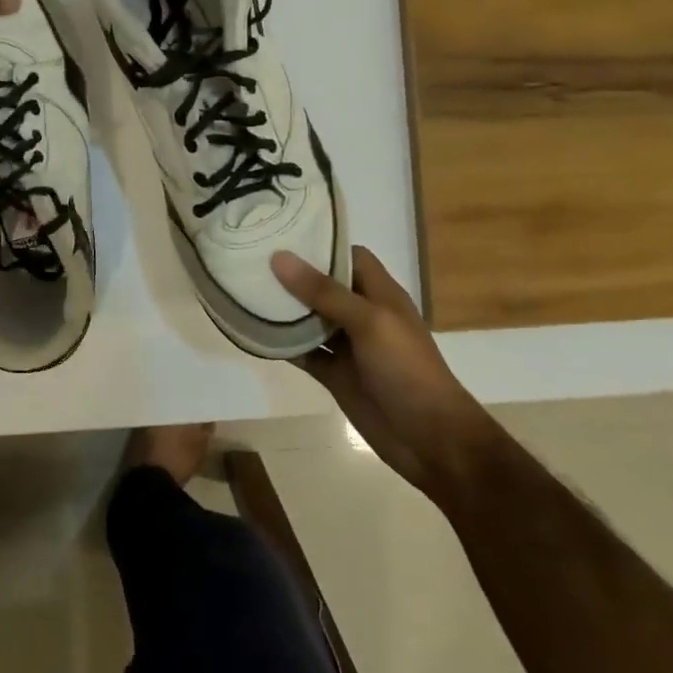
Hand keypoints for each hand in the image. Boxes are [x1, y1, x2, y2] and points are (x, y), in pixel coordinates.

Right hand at [271, 245, 499, 498]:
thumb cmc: (406, 369)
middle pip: (324, 287)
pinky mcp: (334, 375)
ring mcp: (348, 347)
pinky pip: (303, 352)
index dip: (320, 244)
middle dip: (292, 275)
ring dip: (283, 310)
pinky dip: (282, 345)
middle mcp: (362, 315)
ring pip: (309, 320)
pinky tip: (253, 333)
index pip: (349, 257)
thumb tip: (278, 257)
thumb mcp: (368, 322)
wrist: (429, 439)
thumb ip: (323, 291)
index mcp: (380, 294)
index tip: (281, 233)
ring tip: (243, 289)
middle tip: (250, 258)